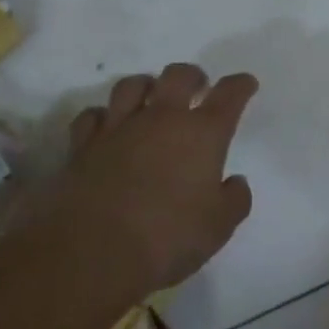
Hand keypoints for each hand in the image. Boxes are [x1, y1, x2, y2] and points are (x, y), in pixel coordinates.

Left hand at [63, 64, 258, 294]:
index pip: (229, 94)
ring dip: (146, 87)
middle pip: (179, 75)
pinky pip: (91, 116)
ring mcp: (118, 128)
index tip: (246, 84)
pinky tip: (107, 127)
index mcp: (203, 133)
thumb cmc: (167, 238)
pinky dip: (102, 117)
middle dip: (193, 76)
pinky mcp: (82, 146)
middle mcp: (162, 119)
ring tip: (151, 100)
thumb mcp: (219, 227)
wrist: (92, 253)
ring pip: (132, 85)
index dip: (240, 85)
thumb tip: (234, 182)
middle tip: (197, 89)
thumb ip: (234, 199)